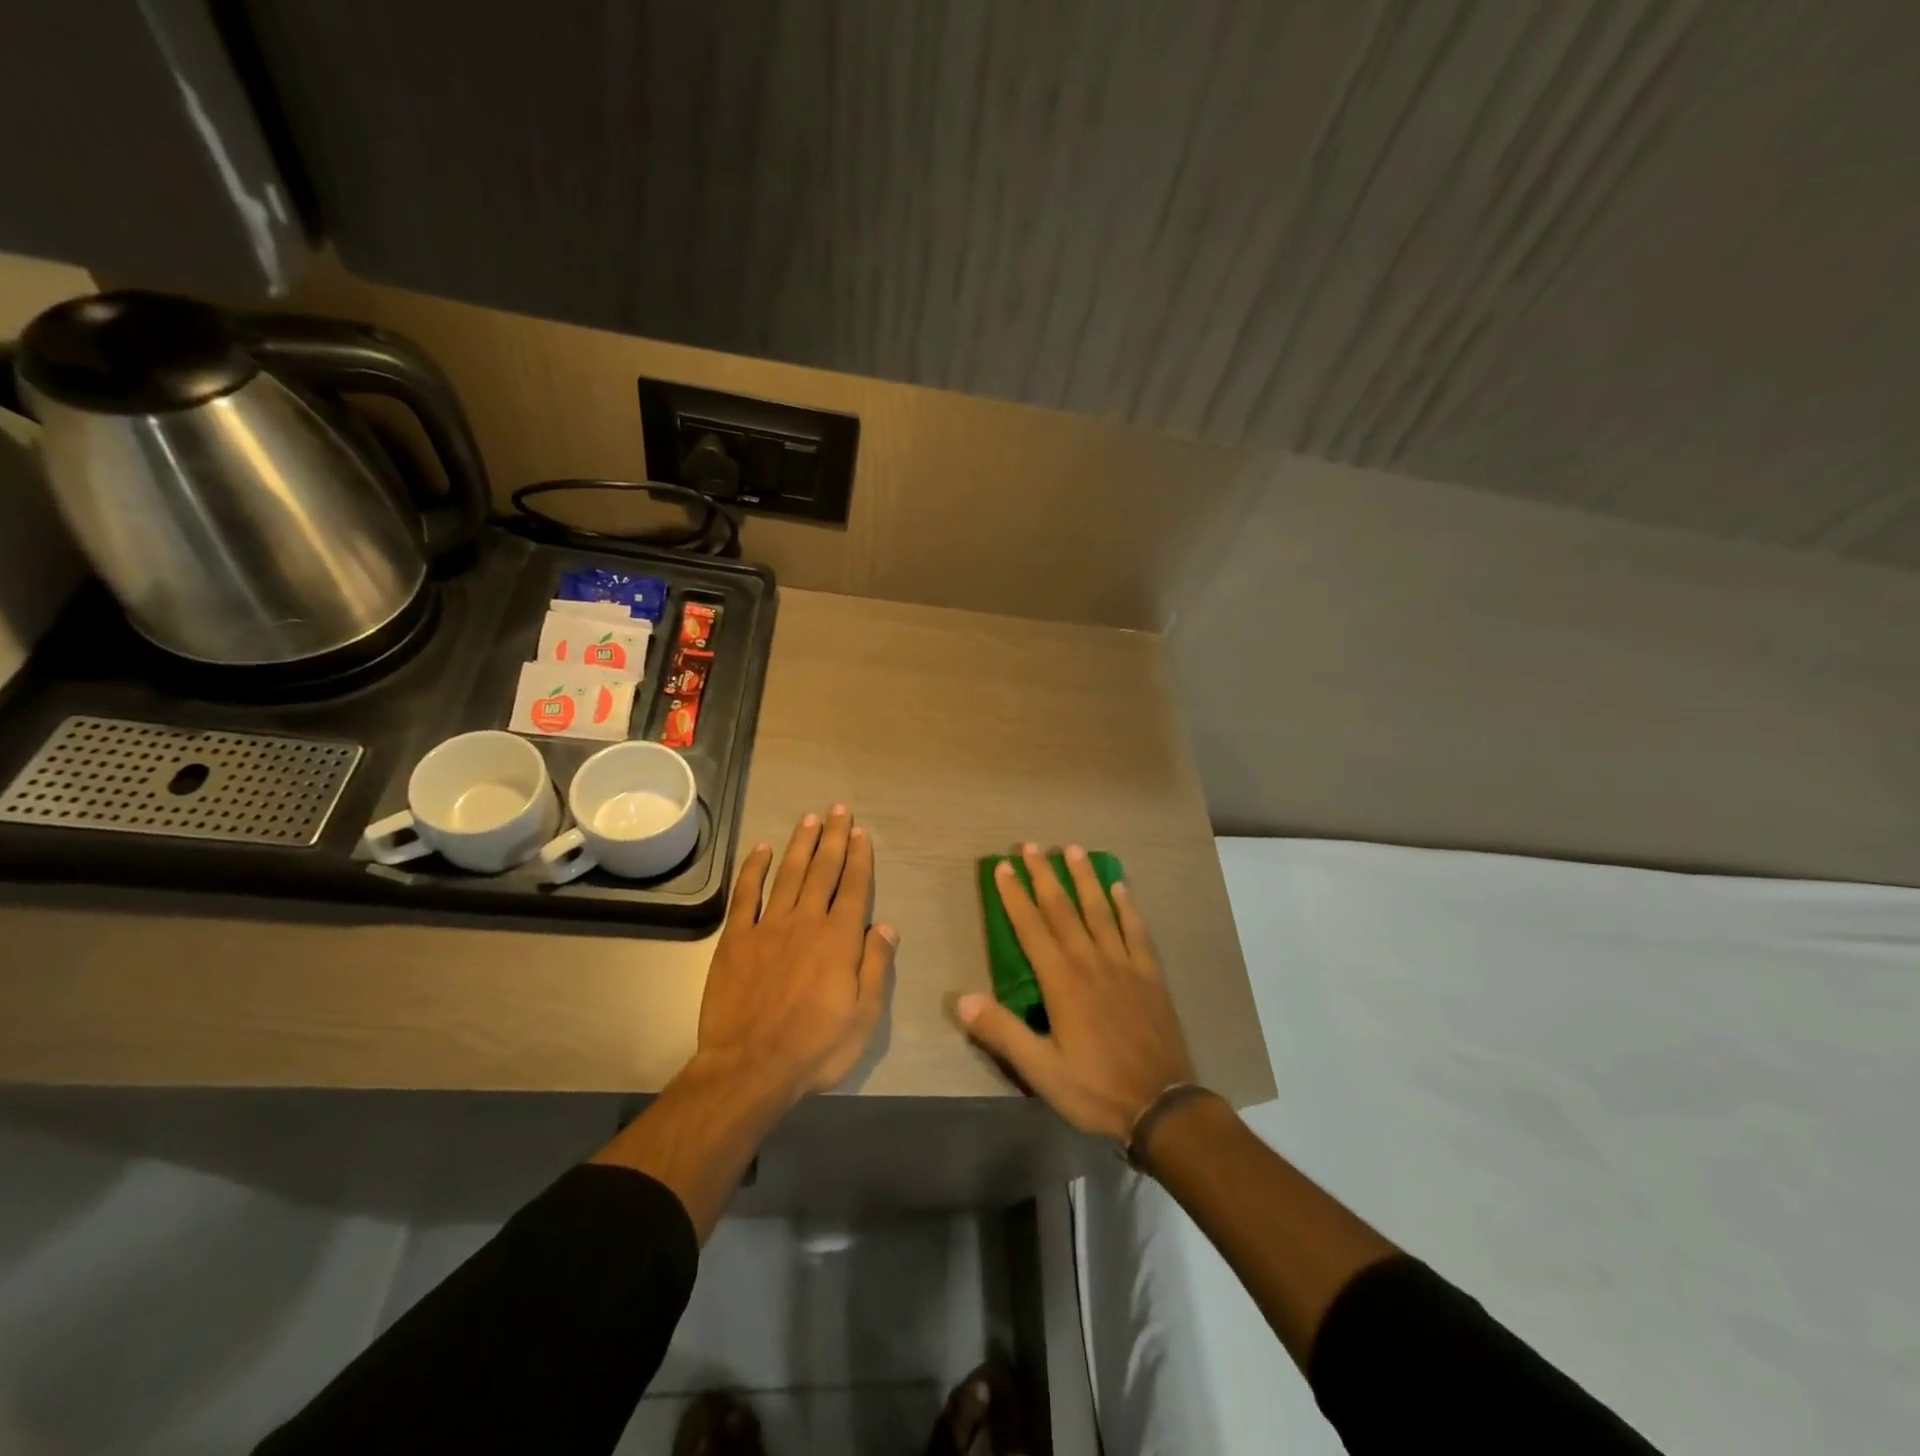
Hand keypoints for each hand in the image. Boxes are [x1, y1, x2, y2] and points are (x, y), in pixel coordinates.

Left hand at [696, 805, 896, 1101]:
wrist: (749, 1068)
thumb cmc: (815, 1047)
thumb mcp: (864, 1016)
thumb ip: (876, 966)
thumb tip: (887, 926)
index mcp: (839, 939)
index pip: (853, 887)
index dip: (859, 858)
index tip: (861, 833)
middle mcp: (806, 922)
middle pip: (823, 871)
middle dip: (833, 838)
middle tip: (838, 810)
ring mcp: (768, 927)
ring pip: (789, 874)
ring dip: (800, 844)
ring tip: (810, 819)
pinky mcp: (736, 938)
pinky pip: (747, 895)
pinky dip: (754, 869)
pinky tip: (761, 849)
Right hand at [956, 843, 1195, 1142]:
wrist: (1161, 1105)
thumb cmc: (1095, 1088)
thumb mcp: (1040, 1070)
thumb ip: (1002, 1032)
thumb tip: (962, 999)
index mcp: (1062, 981)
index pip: (1031, 928)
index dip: (1015, 896)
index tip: (1003, 868)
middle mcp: (1091, 962)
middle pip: (1063, 909)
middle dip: (1045, 875)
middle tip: (1032, 846)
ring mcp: (1124, 965)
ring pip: (1100, 910)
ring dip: (1084, 878)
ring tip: (1073, 849)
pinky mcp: (1150, 975)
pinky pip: (1137, 931)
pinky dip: (1127, 907)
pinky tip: (1121, 887)